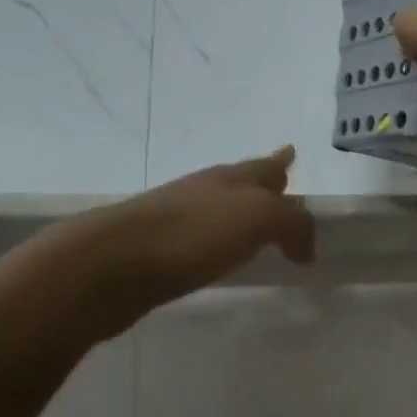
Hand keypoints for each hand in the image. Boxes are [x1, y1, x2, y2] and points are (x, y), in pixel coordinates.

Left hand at [103, 147, 315, 312]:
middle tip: (281, 187)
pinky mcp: (157, 252)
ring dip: (239, 213)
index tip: (292, 151)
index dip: (281, 160)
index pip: (265, 165)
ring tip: (256, 227)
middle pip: (241, 182)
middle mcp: (205, 192)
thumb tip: (305, 247)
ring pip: (219, 209)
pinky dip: (217, 242)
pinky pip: (200, 240)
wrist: (112, 264)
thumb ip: (292, 224)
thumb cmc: (191, 233)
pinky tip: (218, 256)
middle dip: (263, 183)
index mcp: (231, 179)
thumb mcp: (258, 218)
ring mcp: (176, 219)